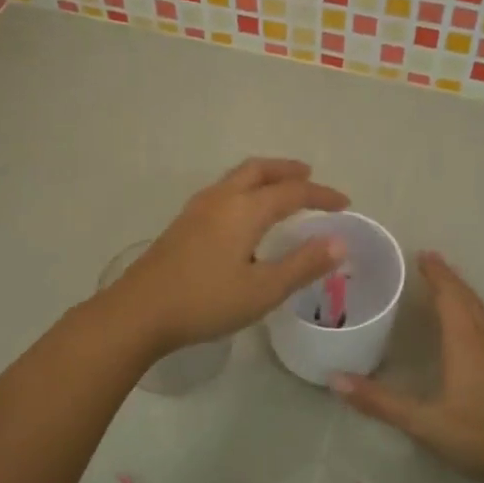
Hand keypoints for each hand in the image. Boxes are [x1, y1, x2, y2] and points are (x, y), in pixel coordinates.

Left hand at [104, 158, 348, 354]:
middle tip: (310, 177)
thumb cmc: (205, 302)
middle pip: (259, 170)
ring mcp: (196, 209)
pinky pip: (223, 191)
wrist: (139, 312)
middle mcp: (220, 198)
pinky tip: (244, 216)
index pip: (292, 191)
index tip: (344, 204)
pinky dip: (245, 190)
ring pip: (237, 178)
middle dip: (288, 170)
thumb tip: (339, 242)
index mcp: (244, 209)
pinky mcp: (182, 224)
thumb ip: (302, 264)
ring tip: (281, 191)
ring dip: (264, 177)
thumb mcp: (262, 290)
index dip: (321, 195)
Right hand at [332, 252, 483, 482]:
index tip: (421, 254)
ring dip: (462, 292)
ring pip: (480, 310)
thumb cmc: (478, 434)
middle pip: (467, 297)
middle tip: (429, 260)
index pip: (449, 296)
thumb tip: (334, 379)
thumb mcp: (423, 422)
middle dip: (448, 277)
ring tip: (446, 282)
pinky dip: (472, 309)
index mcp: (465, 342)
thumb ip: (379, 401)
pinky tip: (467, 321)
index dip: (436, 274)